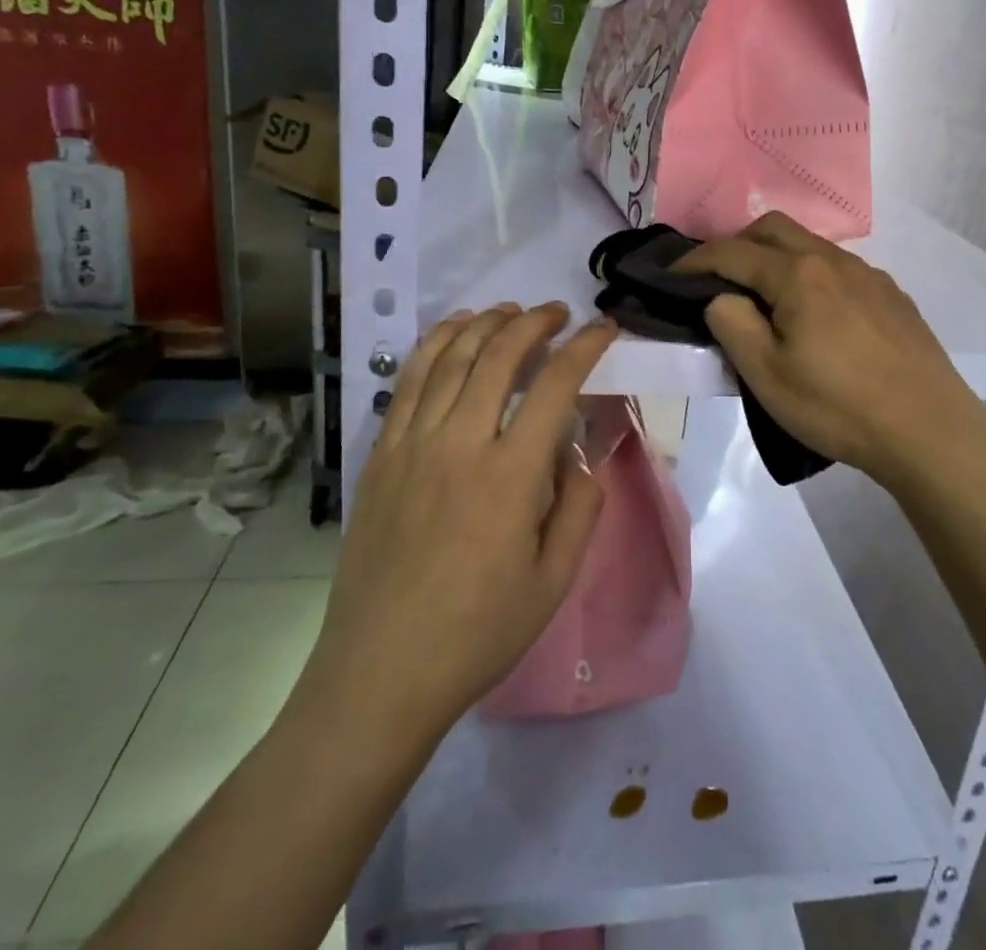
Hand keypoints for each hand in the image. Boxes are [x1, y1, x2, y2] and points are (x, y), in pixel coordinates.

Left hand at [303, 303, 616, 733]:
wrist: (381, 673)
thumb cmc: (478, 633)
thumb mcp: (554, 581)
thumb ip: (579, 508)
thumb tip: (579, 455)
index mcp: (510, 475)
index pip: (555, 384)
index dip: (585, 346)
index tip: (604, 328)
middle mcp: (460, 443)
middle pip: (500, 355)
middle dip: (535, 322)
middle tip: (558, 313)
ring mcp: (413, 444)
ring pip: (451, 357)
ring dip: (486, 323)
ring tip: (511, 311)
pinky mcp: (382, 454)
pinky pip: (409, 381)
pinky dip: (435, 345)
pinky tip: (454, 332)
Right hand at [677, 213, 985, 490]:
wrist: (928, 430)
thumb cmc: (837, 406)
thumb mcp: (766, 375)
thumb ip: (732, 324)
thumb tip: (720, 297)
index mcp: (798, 274)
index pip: (732, 252)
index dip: (694, 261)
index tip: (669, 276)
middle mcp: (834, 260)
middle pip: (773, 229)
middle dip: (737, 244)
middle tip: (717, 280)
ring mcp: (869, 275)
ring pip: (810, 246)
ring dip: (776, 258)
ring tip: (765, 299)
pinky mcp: (892, 295)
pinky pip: (839, 268)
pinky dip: (810, 275)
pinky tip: (816, 316)